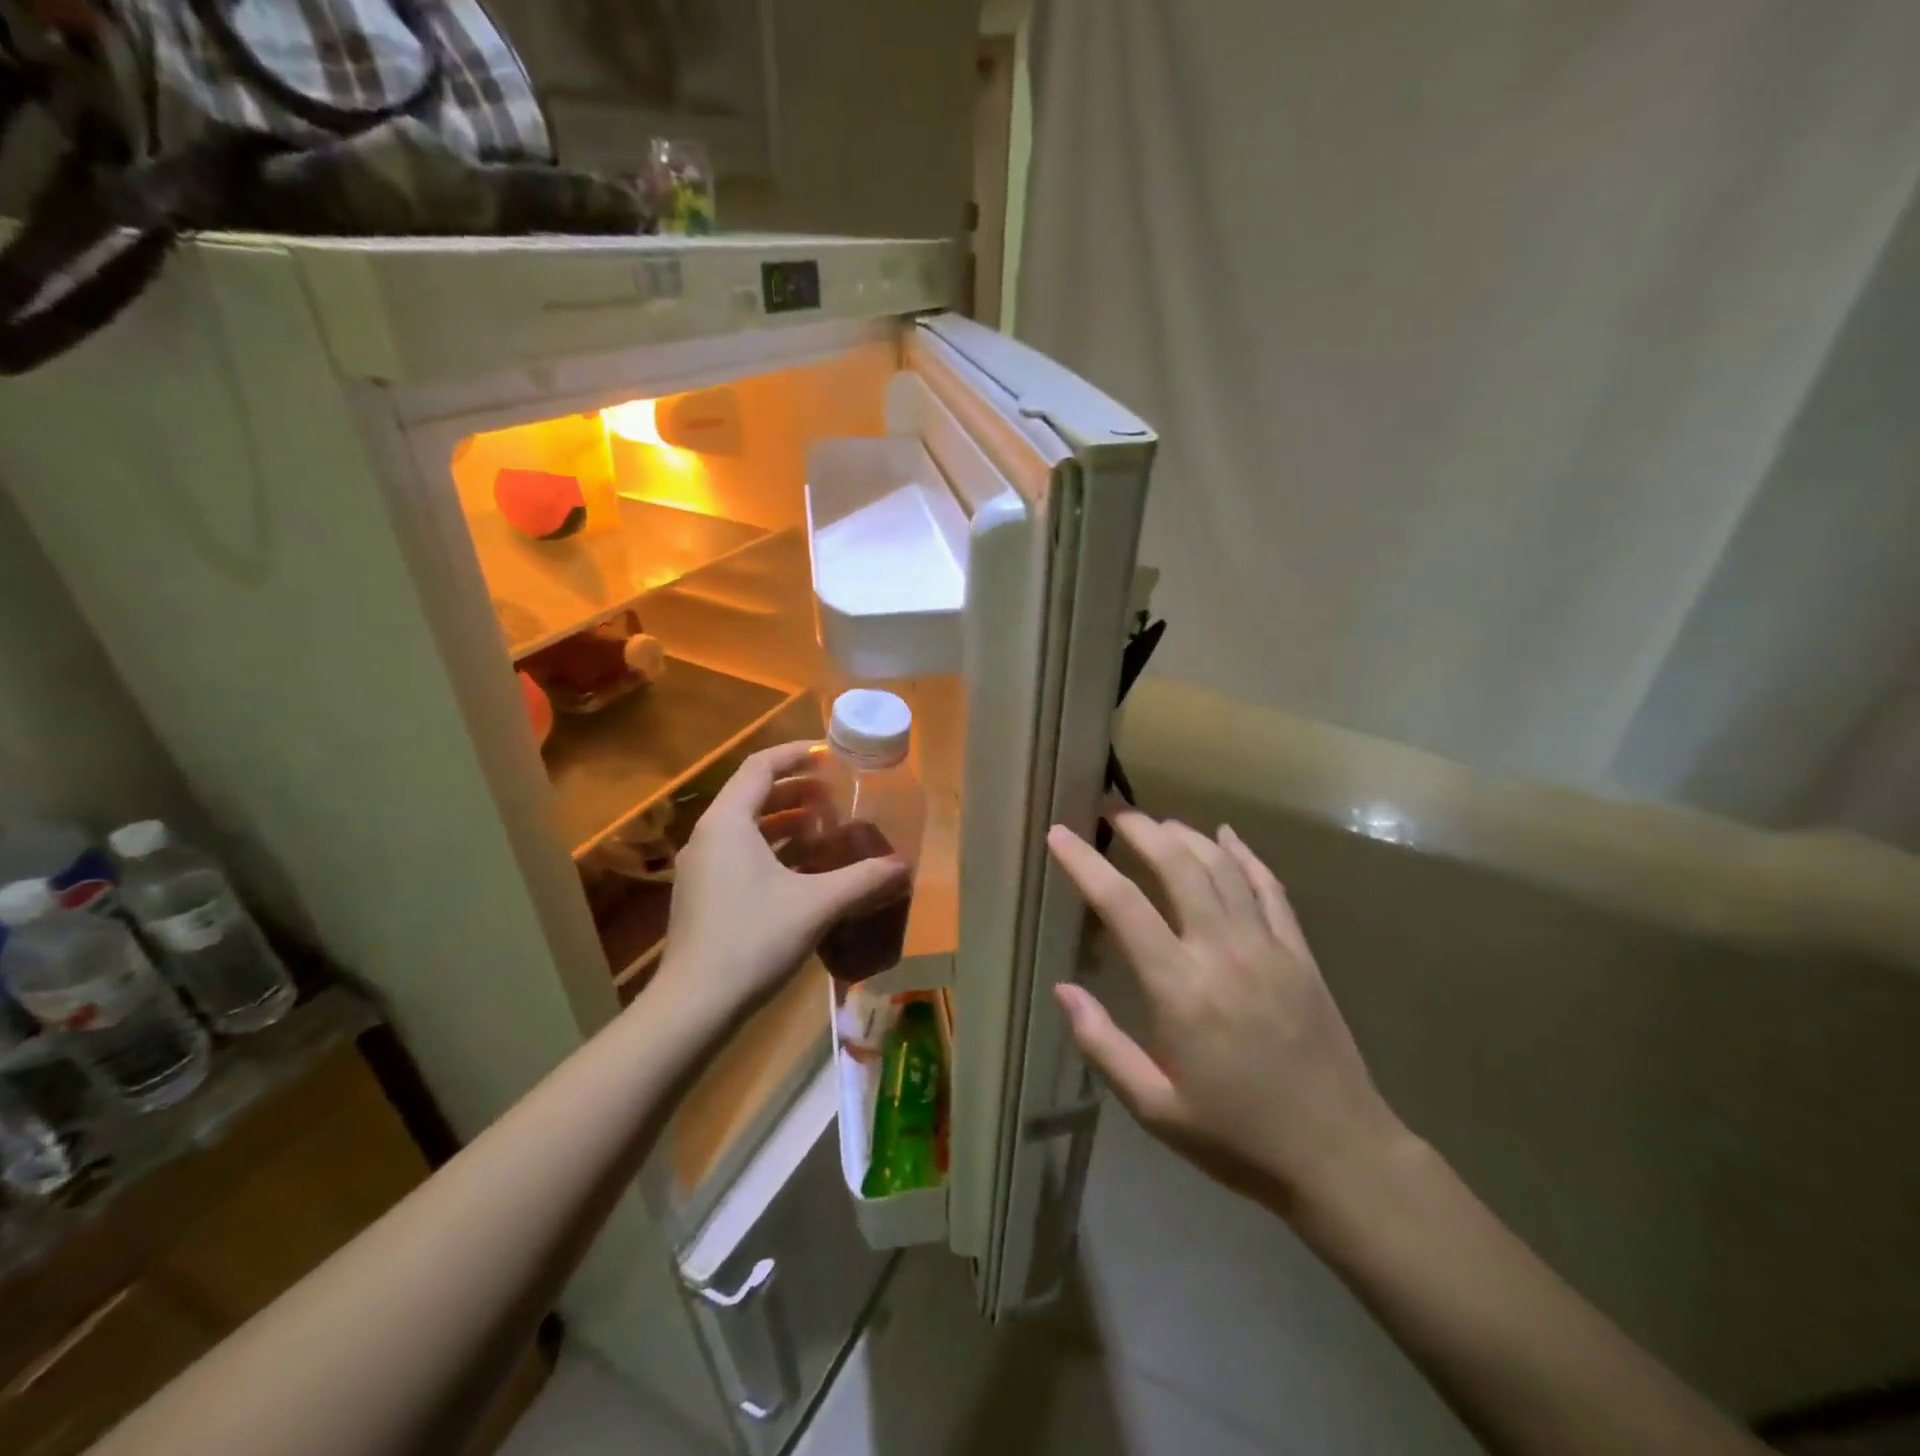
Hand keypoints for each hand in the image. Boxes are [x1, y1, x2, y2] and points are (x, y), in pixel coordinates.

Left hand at [655, 742, 907, 1023]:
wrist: (694, 1006)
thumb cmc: (753, 940)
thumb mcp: (817, 905)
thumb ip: (863, 880)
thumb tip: (904, 866)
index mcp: (728, 823)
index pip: (760, 767)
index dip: (796, 754)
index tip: (830, 755)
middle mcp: (708, 837)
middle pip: (752, 794)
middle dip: (796, 790)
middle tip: (836, 795)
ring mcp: (701, 868)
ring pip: (746, 827)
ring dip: (785, 821)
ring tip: (826, 826)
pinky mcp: (703, 896)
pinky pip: (740, 853)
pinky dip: (773, 849)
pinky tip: (804, 870)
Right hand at [1047, 812, 1410, 1216]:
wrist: (1340, 1156)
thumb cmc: (1236, 1137)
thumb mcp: (1154, 1108)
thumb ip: (1103, 1045)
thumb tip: (1062, 990)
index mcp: (1180, 989)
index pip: (1121, 905)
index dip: (1084, 863)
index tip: (1059, 834)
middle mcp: (1222, 951)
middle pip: (1176, 865)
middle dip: (1138, 828)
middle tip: (1109, 808)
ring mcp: (1267, 946)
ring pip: (1222, 866)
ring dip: (1184, 834)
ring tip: (1154, 821)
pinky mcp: (1299, 952)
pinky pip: (1269, 887)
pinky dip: (1245, 855)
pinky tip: (1226, 836)